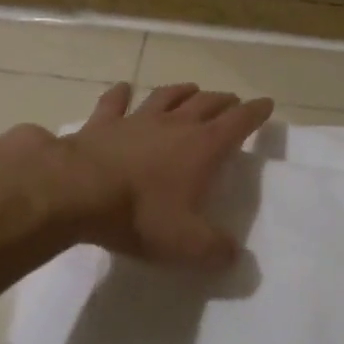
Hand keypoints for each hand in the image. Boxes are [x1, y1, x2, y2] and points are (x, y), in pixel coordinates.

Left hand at [47, 81, 274, 266]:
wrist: (77, 193)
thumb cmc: (140, 216)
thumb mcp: (187, 245)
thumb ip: (216, 250)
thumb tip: (234, 255)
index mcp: (202, 148)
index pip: (237, 123)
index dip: (254, 114)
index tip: (266, 105)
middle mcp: (173, 125)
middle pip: (205, 104)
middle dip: (222, 101)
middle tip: (232, 101)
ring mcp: (135, 120)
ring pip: (165, 97)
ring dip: (181, 91)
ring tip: (192, 88)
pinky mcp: (101, 125)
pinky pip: (114, 103)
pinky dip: (120, 94)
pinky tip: (124, 88)